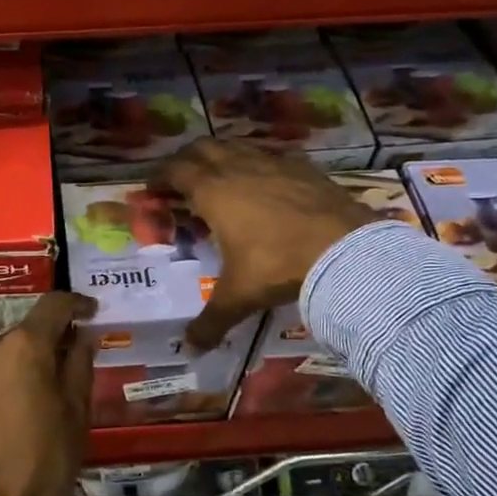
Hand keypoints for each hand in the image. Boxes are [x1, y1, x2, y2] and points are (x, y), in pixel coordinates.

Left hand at [0, 292, 97, 495]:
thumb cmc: (45, 459)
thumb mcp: (76, 411)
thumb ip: (79, 363)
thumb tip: (82, 336)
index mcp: (22, 345)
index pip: (53, 305)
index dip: (76, 304)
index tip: (92, 312)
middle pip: (28, 330)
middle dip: (52, 340)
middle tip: (74, 362)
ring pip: (6, 351)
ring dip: (28, 359)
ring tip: (47, 390)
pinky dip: (8, 375)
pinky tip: (21, 404)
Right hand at [152, 139, 378, 349]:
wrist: (344, 250)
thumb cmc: (277, 266)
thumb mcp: (238, 297)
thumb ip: (210, 322)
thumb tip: (190, 349)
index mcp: (214, 192)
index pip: (176, 170)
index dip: (159, 177)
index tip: (152, 190)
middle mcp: (240, 168)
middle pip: (203, 149)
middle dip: (186, 161)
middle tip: (181, 181)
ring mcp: (275, 163)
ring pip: (238, 146)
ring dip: (222, 157)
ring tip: (220, 178)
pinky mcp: (305, 167)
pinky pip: (273, 156)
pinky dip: (260, 163)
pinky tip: (267, 182)